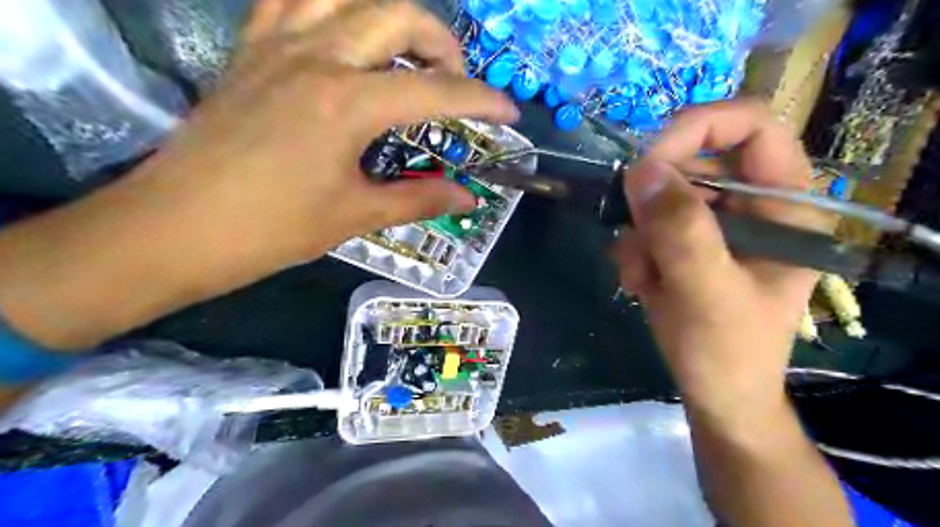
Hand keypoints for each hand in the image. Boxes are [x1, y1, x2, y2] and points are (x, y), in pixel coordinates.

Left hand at [140, 1, 513, 270]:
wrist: (177, 228)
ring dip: (389, 15)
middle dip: (442, 43)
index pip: (435, 89)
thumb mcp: (355, 215)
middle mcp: (316, 57)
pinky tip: (345, 35)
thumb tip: (468, 197)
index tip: (508, 113)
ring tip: (406, 52)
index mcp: (347, 103)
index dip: (481, 99)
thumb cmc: (272, 229)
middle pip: (397, 14)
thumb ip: (419, 198)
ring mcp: (277, 46)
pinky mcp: (250, 51)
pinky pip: (293, 0)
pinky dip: (331, 7)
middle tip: (455, 80)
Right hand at [610, 98, 823, 419]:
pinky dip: (635, 252)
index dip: (699, 128)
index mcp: (784, 207)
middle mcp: (751, 207)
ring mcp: (716, 226)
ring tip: (643, 279)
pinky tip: (642, 284)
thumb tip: (641, 169)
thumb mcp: (707, 292)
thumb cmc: (727, 351)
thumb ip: (680, 231)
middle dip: (654, 204)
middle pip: (693, 163)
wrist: (716, 395)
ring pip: (661, 198)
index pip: (751, 126)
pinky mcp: (688, 244)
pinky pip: (647, 225)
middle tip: (638, 241)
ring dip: (639, 236)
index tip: (648, 162)